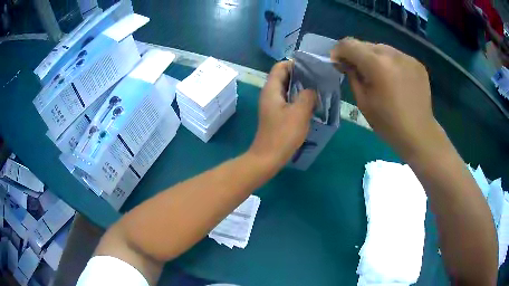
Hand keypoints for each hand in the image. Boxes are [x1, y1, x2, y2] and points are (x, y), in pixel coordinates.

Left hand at [249, 61, 315, 169]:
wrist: (268, 157)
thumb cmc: (283, 134)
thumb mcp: (299, 112)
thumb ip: (307, 96)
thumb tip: (312, 90)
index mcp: (271, 89)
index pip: (280, 67)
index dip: (294, 64)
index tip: (311, 67)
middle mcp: (269, 94)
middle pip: (284, 77)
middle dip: (301, 75)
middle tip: (318, 78)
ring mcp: (272, 105)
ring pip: (287, 90)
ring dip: (301, 88)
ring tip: (318, 89)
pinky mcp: (276, 115)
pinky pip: (288, 101)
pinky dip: (298, 99)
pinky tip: (311, 104)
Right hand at [331, 38, 441, 159]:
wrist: (419, 134)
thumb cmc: (388, 124)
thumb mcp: (363, 102)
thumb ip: (352, 76)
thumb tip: (346, 63)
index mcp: (377, 64)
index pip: (349, 44)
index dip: (339, 51)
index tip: (338, 63)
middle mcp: (392, 54)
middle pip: (366, 45)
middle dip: (357, 55)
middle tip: (359, 71)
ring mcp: (407, 57)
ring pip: (382, 49)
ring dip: (375, 58)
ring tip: (379, 76)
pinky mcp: (417, 64)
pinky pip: (397, 57)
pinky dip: (390, 63)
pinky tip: (395, 79)